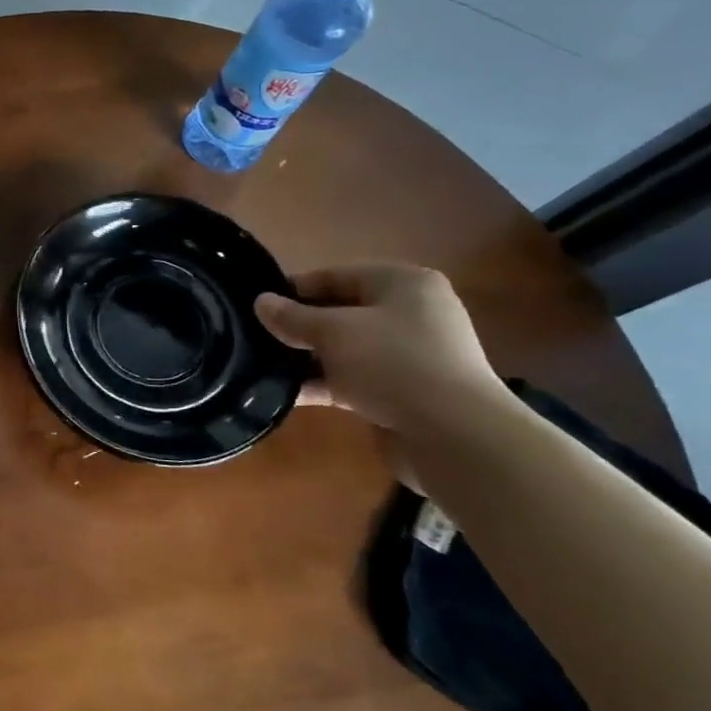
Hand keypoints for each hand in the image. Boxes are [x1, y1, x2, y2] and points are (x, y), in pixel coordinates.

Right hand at [254, 263, 506, 434]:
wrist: (454, 436)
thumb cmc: (392, 364)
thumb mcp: (332, 333)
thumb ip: (292, 317)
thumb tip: (260, 302)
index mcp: (402, 283)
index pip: (335, 275)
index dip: (294, 289)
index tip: (256, 307)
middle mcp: (410, 313)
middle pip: (340, 312)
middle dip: (299, 326)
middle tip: (256, 338)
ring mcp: (409, 354)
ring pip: (345, 348)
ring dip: (308, 358)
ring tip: (263, 366)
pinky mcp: (403, 391)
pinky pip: (353, 378)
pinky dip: (324, 383)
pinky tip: (287, 393)